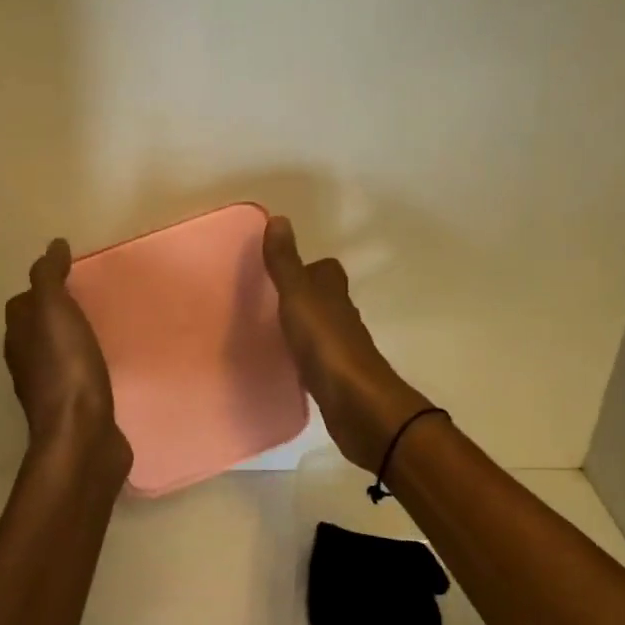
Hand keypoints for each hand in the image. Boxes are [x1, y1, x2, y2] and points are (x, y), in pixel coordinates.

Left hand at [4, 239, 130, 472]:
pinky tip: (106, 367)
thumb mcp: (55, 312)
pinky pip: (79, 380)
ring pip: (57, 356)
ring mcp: (51, 391)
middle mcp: (28, 364)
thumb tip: (53, 245)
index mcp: (19, 338)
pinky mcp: (76, 411)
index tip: (67, 277)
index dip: (40, 289)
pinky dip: (87, 367)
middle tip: (86, 301)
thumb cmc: (67, 369)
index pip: (22, 305)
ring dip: (71, 342)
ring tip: (98, 330)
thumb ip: (50, 277)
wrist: (83, 436)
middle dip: (55, 315)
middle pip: (36, 331)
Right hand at [262, 216, 431, 471]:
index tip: (283, 270)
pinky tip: (286, 365)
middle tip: (269, 302)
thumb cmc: (326, 344)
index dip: (310, 267)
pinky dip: (303, 358)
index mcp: (334, 295)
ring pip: (321, 331)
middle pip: (325, 300)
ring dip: (303, 329)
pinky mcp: (336, 381)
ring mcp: (342, 352)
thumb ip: (286, 264)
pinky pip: (316, 361)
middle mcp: (342, 319)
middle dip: (303, 298)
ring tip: (271, 332)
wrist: (356, 404)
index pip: (328, 271)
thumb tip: (280, 220)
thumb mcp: (298, 297)